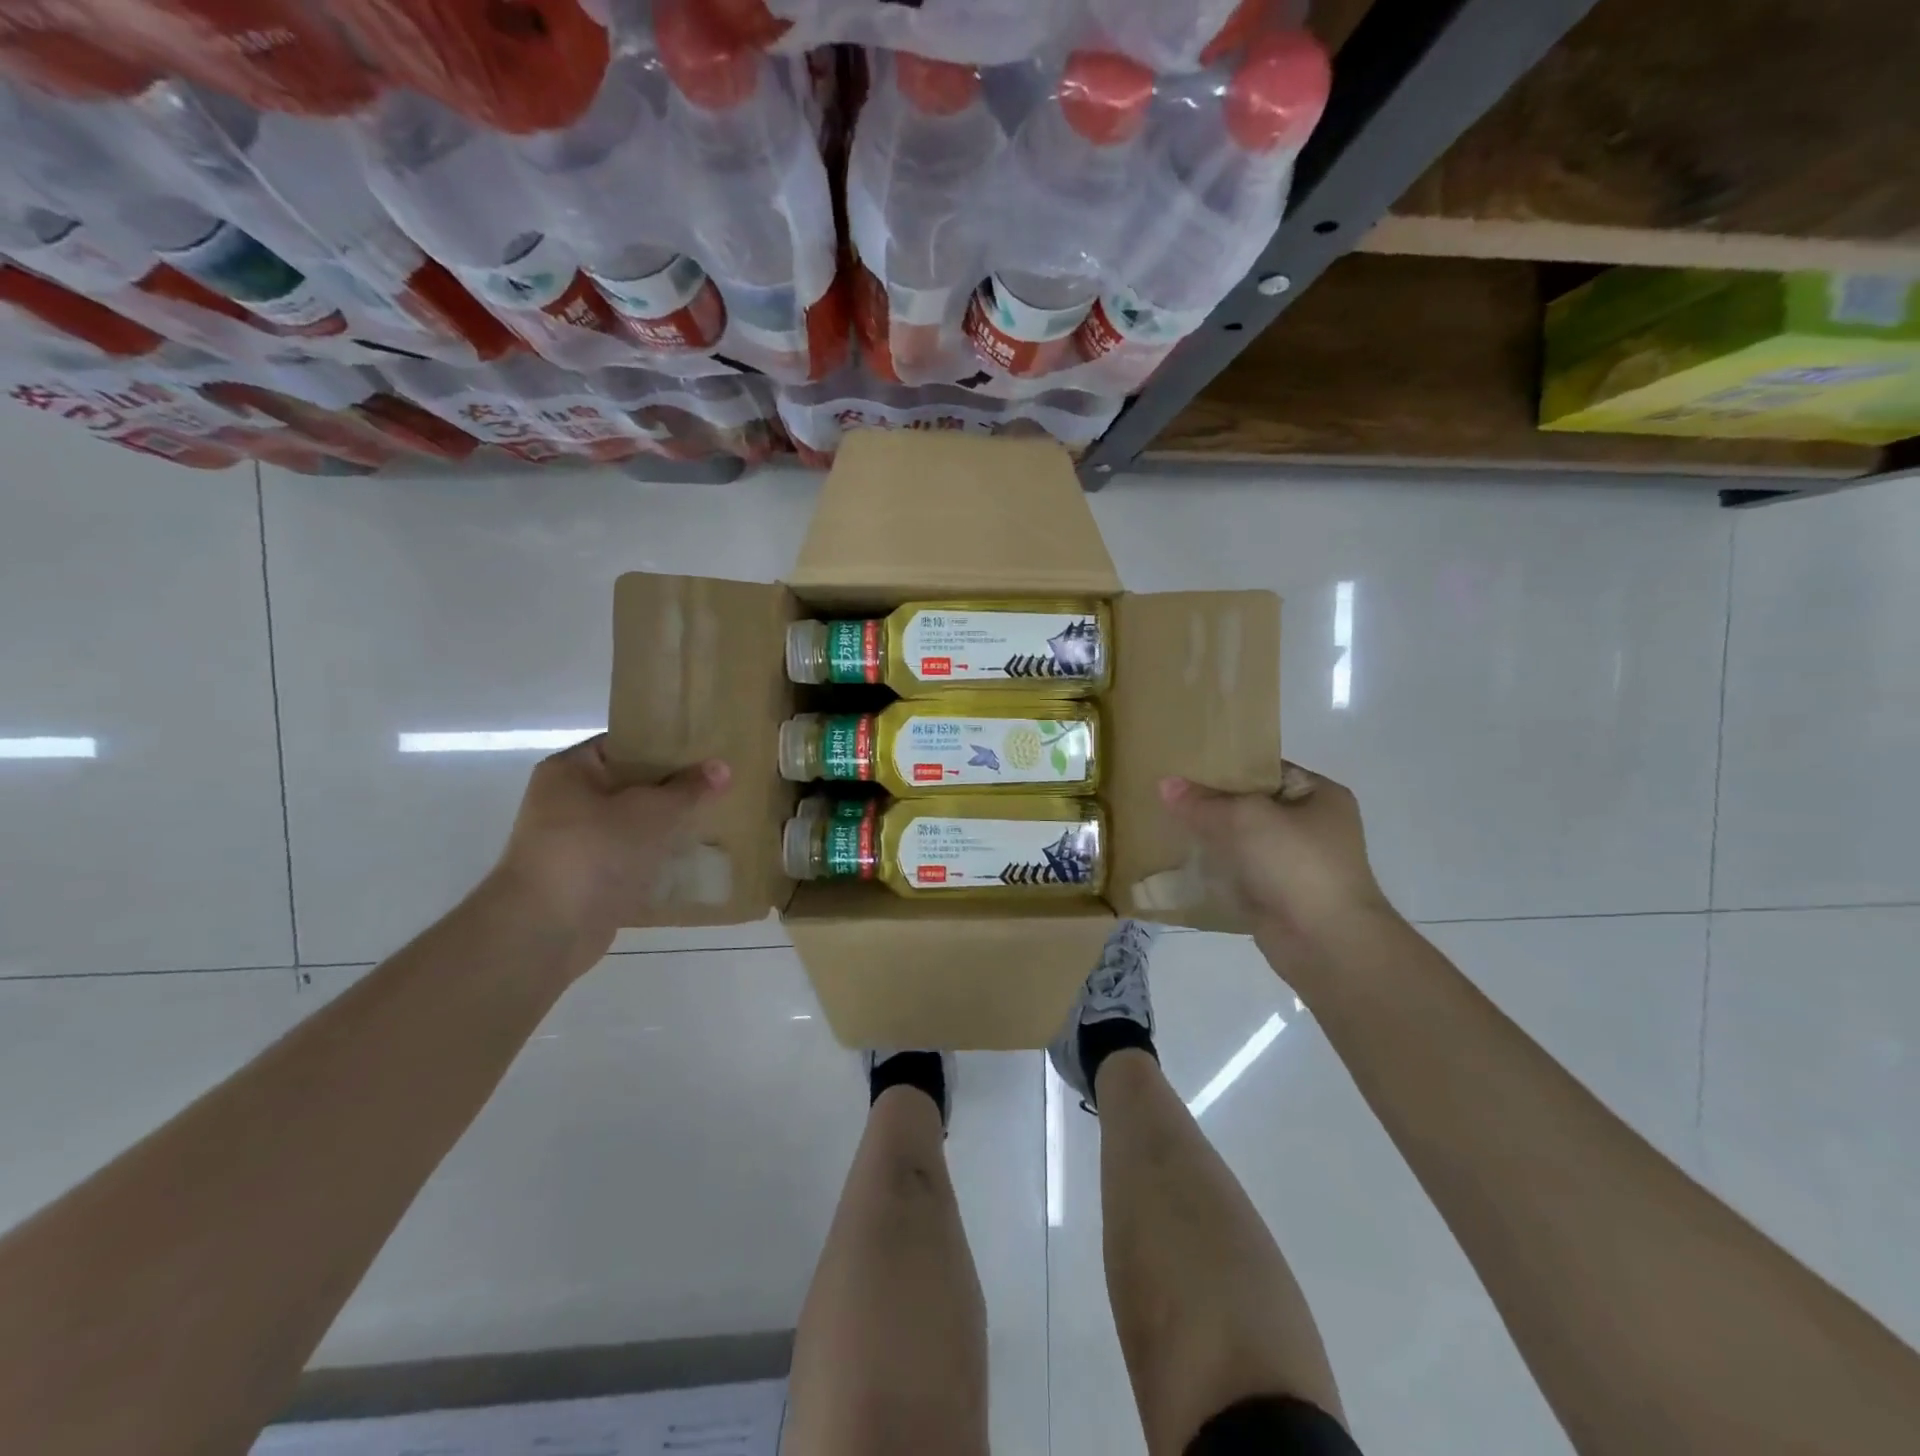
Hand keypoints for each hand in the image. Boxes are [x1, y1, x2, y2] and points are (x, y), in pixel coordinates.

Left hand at [489, 736, 729, 974]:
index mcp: (570, 770)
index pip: (624, 744)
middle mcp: (566, 801)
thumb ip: (688, 789)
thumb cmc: (594, 851)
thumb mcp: (651, 811)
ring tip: (712, 819)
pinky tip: (691, 858)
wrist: (546, 930)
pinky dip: (655, 858)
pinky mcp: (586, 879)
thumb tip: (722, 767)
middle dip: (672, 788)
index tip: (704, 751)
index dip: (665, 745)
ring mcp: (574, 843)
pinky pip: (629, 858)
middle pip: (630, 785)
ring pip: (632, 824)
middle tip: (717, 785)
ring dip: (666, 826)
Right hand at [1159, 765, 1397, 958]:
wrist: (1325, 942)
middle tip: (1170, 794)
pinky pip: (1239, 873)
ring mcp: (1297, 864)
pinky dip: (1216, 870)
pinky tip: (1181, 863)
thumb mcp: (1244, 818)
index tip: (1186, 767)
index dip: (1227, 766)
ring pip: (1243, 841)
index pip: (1266, 769)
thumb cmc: (1295, 863)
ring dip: (1212, 838)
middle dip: (1214, 803)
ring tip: (1168, 825)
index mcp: (1320, 795)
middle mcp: (1313, 826)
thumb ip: (1202, 801)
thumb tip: (1165, 784)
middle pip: (1252, 805)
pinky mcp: (1278, 896)